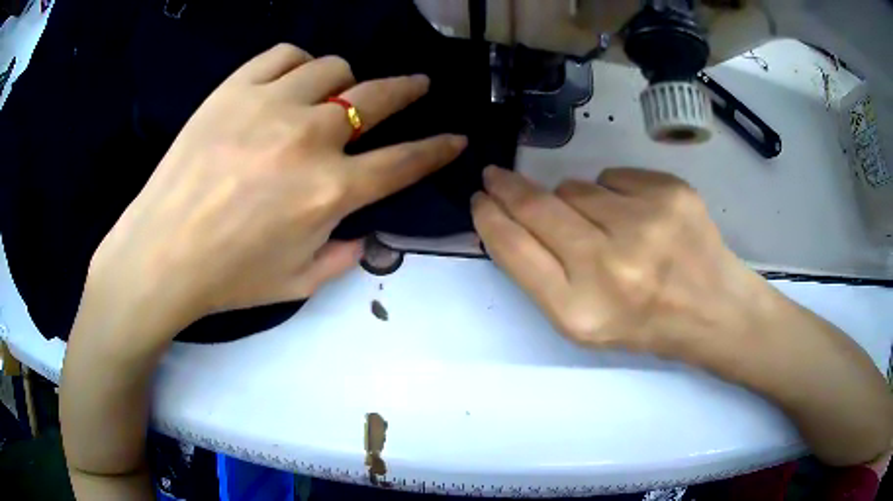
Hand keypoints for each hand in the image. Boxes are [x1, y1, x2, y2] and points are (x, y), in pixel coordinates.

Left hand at [83, 43, 466, 353]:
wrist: (160, 253)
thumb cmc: (228, 277)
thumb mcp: (297, 283)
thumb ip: (343, 257)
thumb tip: (363, 233)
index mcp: (330, 192)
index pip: (404, 162)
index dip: (437, 149)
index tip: (455, 138)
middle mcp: (310, 139)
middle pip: (378, 98)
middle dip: (409, 90)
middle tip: (418, 86)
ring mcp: (271, 105)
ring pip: (332, 68)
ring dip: (342, 81)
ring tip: (331, 94)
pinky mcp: (236, 88)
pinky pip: (285, 56)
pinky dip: (297, 65)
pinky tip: (291, 81)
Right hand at [471, 166, 767, 358]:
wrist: (714, 310)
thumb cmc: (646, 324)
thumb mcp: (585, 322)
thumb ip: (543, 275)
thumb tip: (512, 218)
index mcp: (580, 311)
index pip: (514, 249)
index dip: (490, 218)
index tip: (480, 199)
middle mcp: (609, 265)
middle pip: (538, 207)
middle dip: (509, 188)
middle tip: (497, 177)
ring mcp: (645, 223)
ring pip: (576, 186)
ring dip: (575, 199)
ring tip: (606, 226)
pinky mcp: (670, 193)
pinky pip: (614, 175)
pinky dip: (614, 191)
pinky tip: (638, 217)